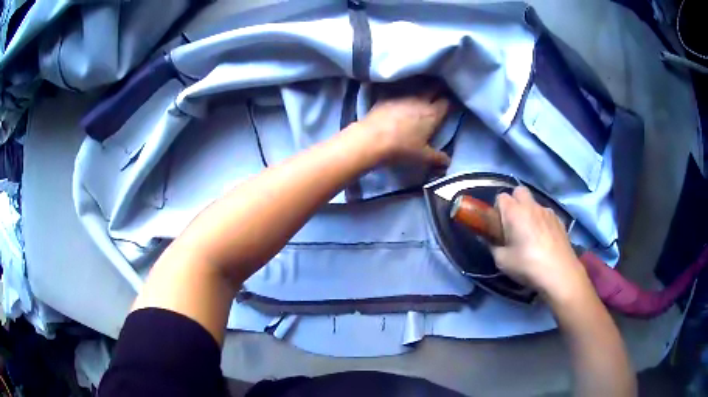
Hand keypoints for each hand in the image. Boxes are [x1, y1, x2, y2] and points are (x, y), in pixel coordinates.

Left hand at [356, 89, 450, 165]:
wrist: (371, 139)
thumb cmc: (401, 148)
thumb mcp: (422, 157)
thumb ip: (438, 158)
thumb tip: (448, 162)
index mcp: (432, 114)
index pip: (447, 102)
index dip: (451, 102)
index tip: (451, 104)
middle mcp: (420, 100)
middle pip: (434, 87)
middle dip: (439, 88)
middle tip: (440, 92)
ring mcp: (402, 95)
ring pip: (417, 87)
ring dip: (421, 88)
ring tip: (422, 93)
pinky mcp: (386, 96)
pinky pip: (398, 90)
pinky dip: (402, 92)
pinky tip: (399, 97)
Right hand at [491, 187, 591, 298]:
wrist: (559, 273)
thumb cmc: (527, 265)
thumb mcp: (502, 261)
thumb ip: (494, 247)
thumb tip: (492, 241)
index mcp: (514, 212)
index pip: (501, 197)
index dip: (498, 209)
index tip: (498, 226)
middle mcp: (531, 206)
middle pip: (519, 191)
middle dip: (515, 202)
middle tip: (513, 224)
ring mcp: (548, 211)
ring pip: (534, 204)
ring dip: (530, 213)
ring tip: (531, 235)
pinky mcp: (560, 220)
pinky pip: (546, 215)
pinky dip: (542, 222)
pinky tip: (544, 241)